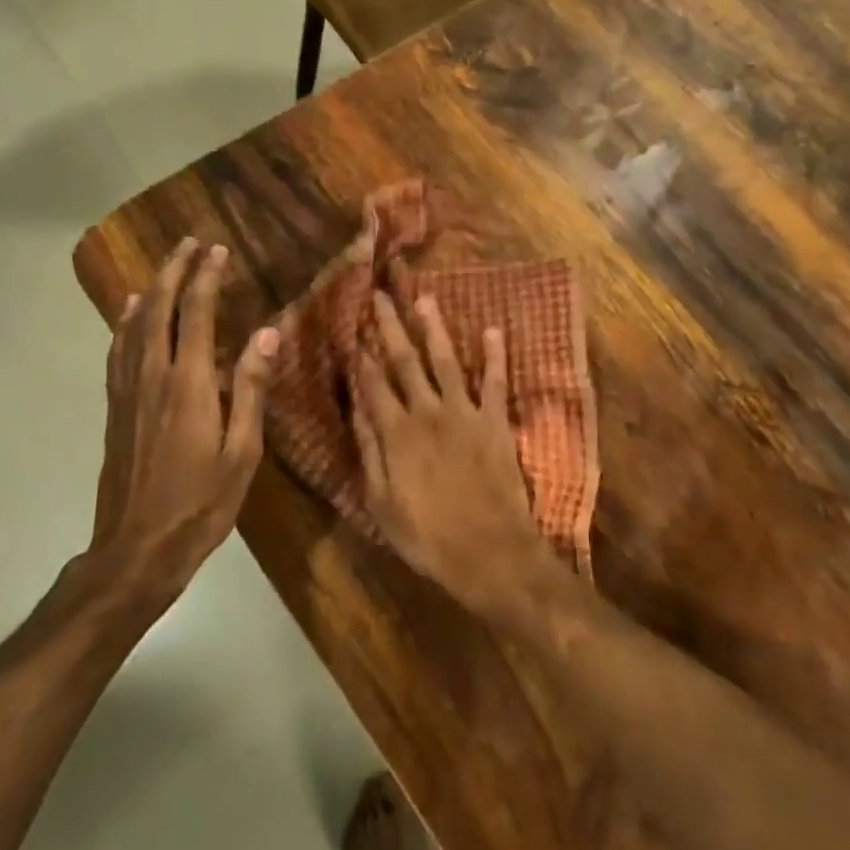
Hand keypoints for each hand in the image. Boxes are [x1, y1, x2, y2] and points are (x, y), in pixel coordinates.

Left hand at [87, 238, 279, 623]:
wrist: (137, 548)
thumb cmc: (201, 503)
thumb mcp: (242, 451)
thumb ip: (251, 388)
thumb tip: (268, 333)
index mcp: (189, 385)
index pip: (197, 314)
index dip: (207, 278)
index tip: (219, 250)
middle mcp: (153, 377)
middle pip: (158, 308)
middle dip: (174, 271)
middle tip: (190, 242)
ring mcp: (128, 391)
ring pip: (133, 325)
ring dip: (149, 289)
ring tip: (165, 265)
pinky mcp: (115, 408)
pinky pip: (118, 350)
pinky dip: (123, 322)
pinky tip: (127, 312)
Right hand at [351, 293, 550, 613]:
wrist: (490, 552)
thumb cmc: (428, 537)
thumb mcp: (381, 504)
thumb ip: (369, 452)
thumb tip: (356, 409)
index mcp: (396, 433)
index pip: (373, 384)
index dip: (361, 355)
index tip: (353, 327)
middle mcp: (428, 412)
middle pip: (405, 362)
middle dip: (390, 328)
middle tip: (380, 296)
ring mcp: (465, 413)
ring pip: (446, 361)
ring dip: (434, 328)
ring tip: (424, 298)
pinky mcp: (495, 422)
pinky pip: (495, 382)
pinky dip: (495, 356)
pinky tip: (493, 330)